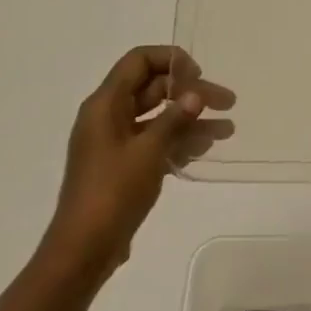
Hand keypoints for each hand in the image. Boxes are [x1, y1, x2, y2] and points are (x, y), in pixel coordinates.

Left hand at [45, 46, 235, 279]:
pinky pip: (155, 141)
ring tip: (227, 129)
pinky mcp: (123, 165)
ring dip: (192, 119)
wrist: (83, 250)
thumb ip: (174, 118)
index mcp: (105, 104)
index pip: (139, 61)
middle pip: (154, 88)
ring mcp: (116, 142)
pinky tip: (206, 148)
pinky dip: (180, 140)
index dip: (170, 60)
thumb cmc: (113, 192)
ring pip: (159, 117)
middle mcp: (109, 116)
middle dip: (191, 92)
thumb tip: (195, 94)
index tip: (198, 75)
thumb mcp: (148, 151)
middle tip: (227, 102)